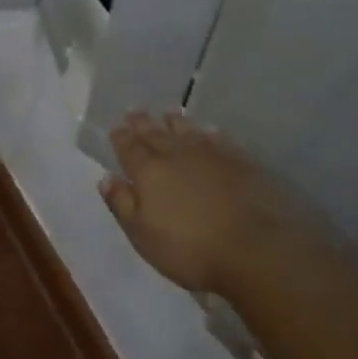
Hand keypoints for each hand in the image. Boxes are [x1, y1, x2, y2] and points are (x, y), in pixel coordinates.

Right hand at [100, 111, 281, 294]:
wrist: (252, 246)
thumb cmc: (189, 248)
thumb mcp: (143, 235)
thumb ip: (122, 204)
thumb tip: (106, 177)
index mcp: (148, 172)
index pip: (129, 148)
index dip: (121, 137)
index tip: (116, 127)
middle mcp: (176, 155)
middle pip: (155, 134)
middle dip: (143, 123)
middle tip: (135, 110)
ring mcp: (209, 154)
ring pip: (186, 131)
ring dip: (175, 121)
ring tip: (168, 112)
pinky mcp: (237, 160)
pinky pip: (217, 139)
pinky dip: (209, 133)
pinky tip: (208, 130)